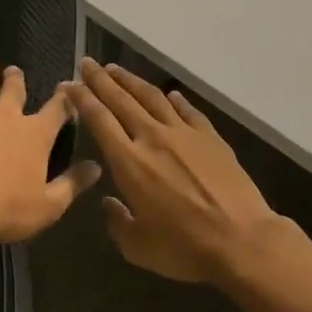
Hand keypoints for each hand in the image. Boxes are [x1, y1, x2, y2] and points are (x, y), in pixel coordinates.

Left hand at [0, 57, 101, 243]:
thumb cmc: (8, 210)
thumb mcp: (50, 205)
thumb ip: (73, 183)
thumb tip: (96, 167)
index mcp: (37, 134)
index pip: (57, 108)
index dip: (65, 98)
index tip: (67, 88)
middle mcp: (7, 116)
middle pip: (15, 89)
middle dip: (16, 78)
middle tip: (15, 70)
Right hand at [64, 59, 281, 285]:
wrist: (241, 240)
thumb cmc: (184, 248)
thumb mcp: (137, 246)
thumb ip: (117, 222)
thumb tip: (110, 203)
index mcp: (129, 162)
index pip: (99, 120)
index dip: (82, 99)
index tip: (69, 84)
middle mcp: (153, 138)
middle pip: (122, 100)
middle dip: (101, 80)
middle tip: (87, 63)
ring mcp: (185, 134)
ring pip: (152, 98)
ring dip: (131, 81)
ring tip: (116, 69)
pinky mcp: (211, 138)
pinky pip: (188, 112)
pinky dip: (175, 100)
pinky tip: (169, 94)